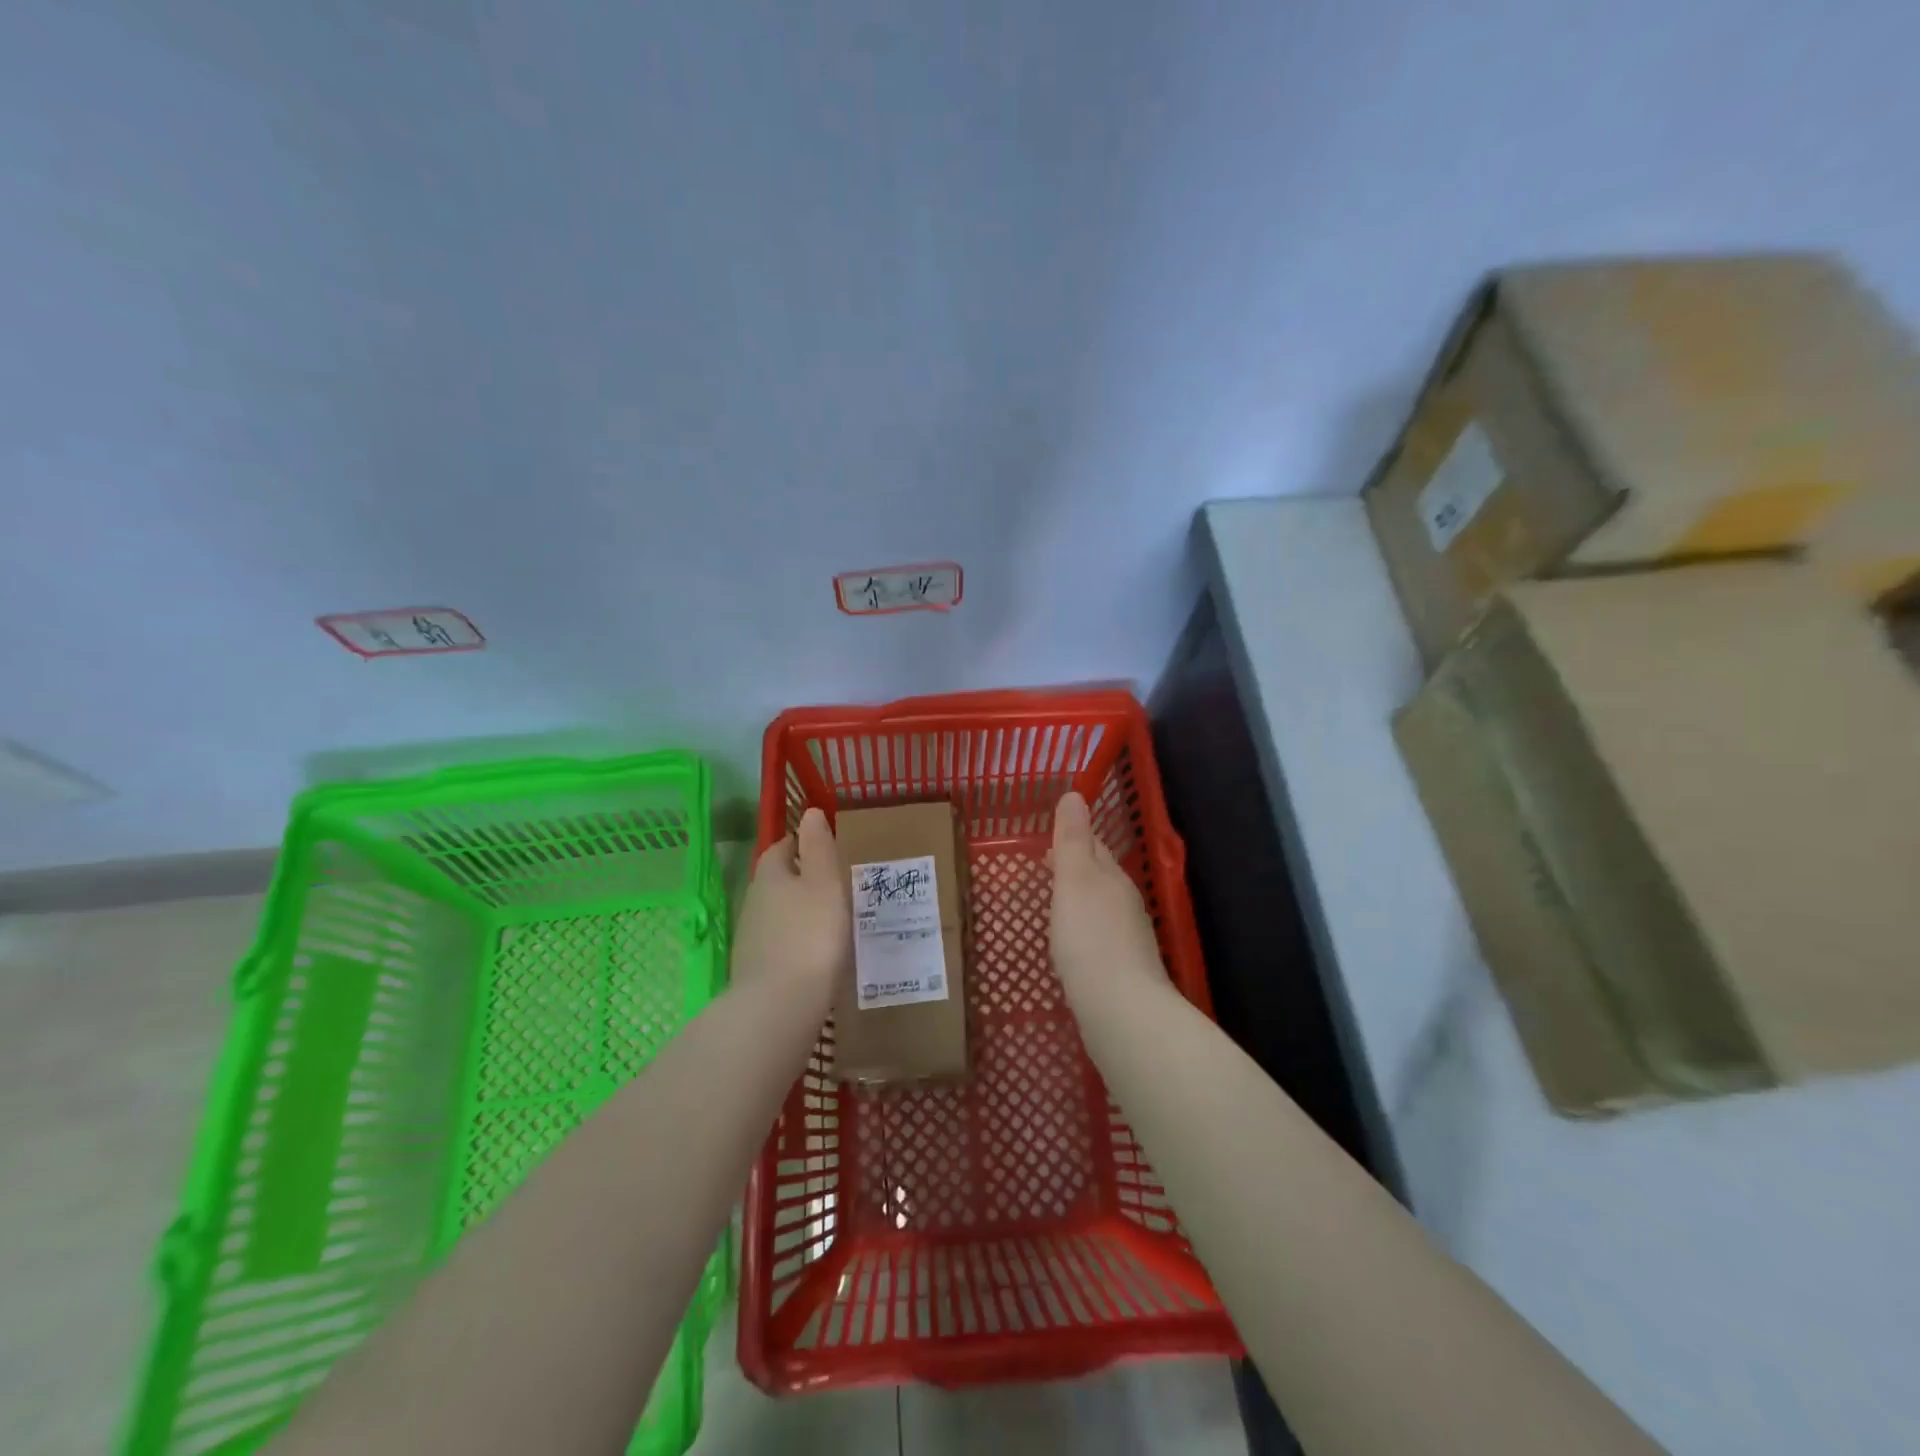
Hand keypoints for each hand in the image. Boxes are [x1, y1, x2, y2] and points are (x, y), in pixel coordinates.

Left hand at [733, 807, 849, 1000]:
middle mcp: (754, 900)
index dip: (802, 844)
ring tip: (828, 919)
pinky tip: (813, 954)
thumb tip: (811, 812)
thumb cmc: (811, 935)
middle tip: (832, 885)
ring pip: (776, 913)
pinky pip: (777, 943)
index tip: (824, 849)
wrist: (779, 1006)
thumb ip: (819, 846)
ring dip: (796, 912)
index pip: (782, 848)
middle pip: (776, 880)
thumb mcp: (825, 883)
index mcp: (771, 874)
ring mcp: (750, 937)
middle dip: (799, 878)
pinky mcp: (754, 968)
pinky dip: (793, 941)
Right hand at [1048, 791, 1167, 1002]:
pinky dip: (1081, 932)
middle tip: (1044, 866)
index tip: (1049, 836)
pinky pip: (1097, 939)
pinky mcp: (1121, 972)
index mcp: (1113, 879)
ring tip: (1051, 903)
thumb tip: (1075, 793)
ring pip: (1098, 908)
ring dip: (1077, 900)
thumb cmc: (1090, 938)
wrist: (1121, 1011)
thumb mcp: (1074, 879)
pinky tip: (1068, 946)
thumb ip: (1072, 839)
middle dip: (1075, 868)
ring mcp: (1126, 941)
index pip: (1095, 847)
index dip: (1073, 838)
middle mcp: (1125, 905)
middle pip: (1099, 877)